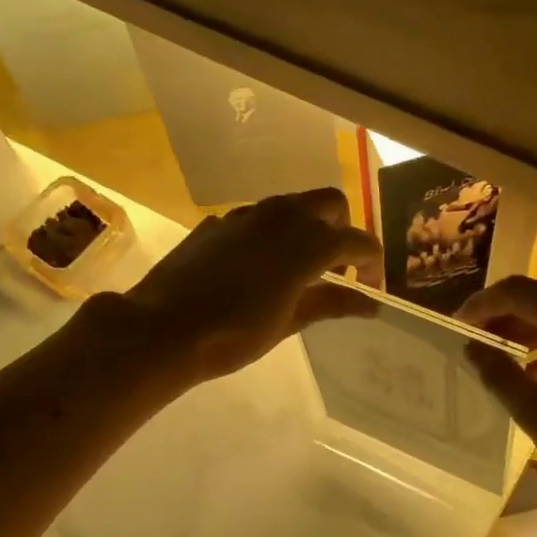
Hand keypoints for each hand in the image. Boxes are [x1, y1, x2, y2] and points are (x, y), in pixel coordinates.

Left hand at [123, 188, 382, 384]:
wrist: (165, 327)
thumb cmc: (235, 333)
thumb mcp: (289, 322)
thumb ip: (331, 303)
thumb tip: (370, 304)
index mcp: (308, 243)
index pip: (357, 240)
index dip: (371, 261)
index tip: (370, 284)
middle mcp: (282, 217)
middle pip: (330, 202)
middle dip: (341, 228)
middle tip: (336, 266)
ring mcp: (246, 215)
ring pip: (291, 204)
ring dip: (306, 225)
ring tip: (298, 266)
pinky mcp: (218, 222)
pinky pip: (257, 217)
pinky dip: (270, 233)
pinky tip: (255, 266)